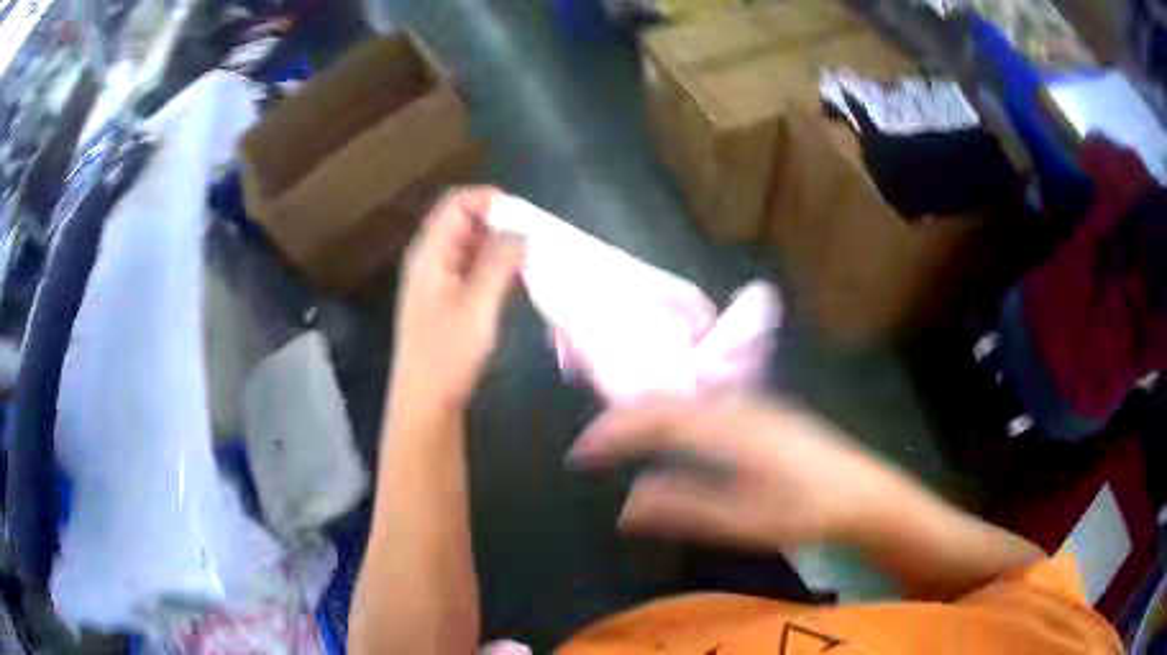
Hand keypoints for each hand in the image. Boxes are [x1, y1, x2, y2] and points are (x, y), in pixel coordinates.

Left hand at [390, 187, 523, 415]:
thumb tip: (521, 231)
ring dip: (498, 244)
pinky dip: (492, 265)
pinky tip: (514, 279)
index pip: (457, 204)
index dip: (489, 200)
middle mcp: (430, 259)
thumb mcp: (478, 304)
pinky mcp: (446, 300)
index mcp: (430, 253)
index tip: (525, 213)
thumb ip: (499, 262)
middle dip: (498, 221)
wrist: (426, 400)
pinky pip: (470, 267)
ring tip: (531, 255)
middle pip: (463, 221)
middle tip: (534, 236)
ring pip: (469, 245)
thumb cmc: (448, 353)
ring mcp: (436, 280)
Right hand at [568, 395, 906, 551]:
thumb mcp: (743, 522)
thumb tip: (628, 504)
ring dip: (650, 415)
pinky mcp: (767, 414)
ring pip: (688, 399)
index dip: (614, 432)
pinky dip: (676, 416)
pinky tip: (675, 436)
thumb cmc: (805, 512)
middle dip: (625, 420)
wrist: (864, 494)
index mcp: (728, 430)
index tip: (581, 452)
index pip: (656, 419)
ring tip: (623, 439)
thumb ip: (684, 509)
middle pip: (668, 401)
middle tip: (595, 446)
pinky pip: (706, 405)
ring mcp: (755, 406)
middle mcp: (737, 407)